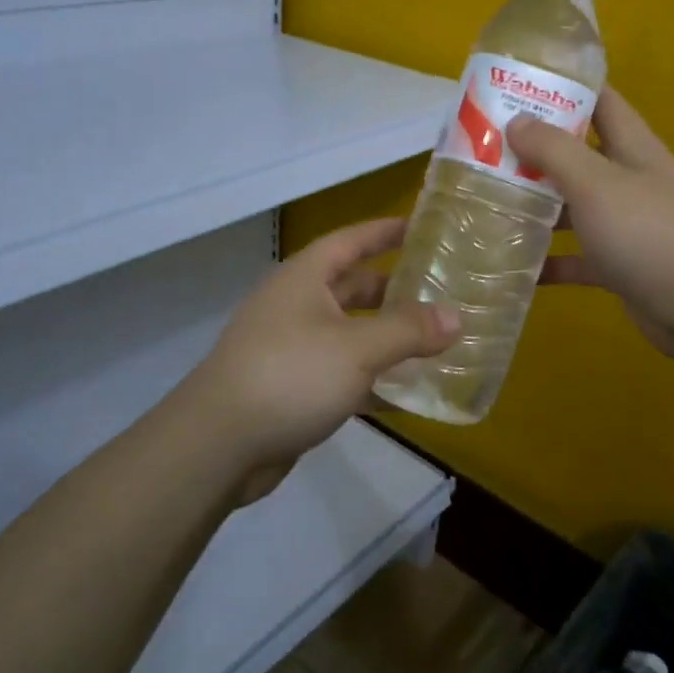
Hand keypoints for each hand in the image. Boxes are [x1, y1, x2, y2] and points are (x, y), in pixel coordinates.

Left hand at [176, 218, 458, 500]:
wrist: (217, 445)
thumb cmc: (289, 376)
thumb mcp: (357, 349)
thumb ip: (409, 331)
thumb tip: (456, 317)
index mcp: (305, 278)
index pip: (351, 240)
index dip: (385, 231)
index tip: (422, 227)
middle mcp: (296, 305)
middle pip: (352, 287)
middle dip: (393, 289)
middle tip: (439, 292)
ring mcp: (291, 347)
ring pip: (350, 332)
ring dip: (387, 337)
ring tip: (433, 341)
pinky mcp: (292, 387)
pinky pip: (342, 372)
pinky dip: (371, 378)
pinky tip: (405, 392)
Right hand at [507, 87, 673, 361]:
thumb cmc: (648, 232)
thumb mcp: (596, 183)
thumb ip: (555, 150)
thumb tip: (517, 121)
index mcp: (631, 146)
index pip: (599, 100)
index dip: (563, 86)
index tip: (516, 84)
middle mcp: (627, 179)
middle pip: (577, 154)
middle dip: (534, 149)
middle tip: (483, 146)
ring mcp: (624, 223)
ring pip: (572, 206)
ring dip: (535, 205)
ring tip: (486, 200)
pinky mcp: (617, 264)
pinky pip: (575, 256)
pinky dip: (548, 259)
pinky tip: (511, 264)